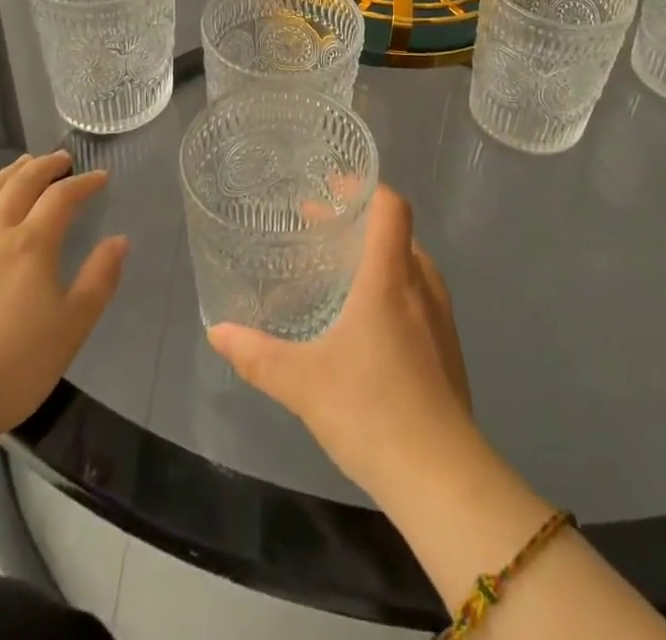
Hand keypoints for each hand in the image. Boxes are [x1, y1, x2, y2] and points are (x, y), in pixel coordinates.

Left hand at [0, 151, 126, 439]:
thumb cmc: (14, 367)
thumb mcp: (72, 327)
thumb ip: (99, 279)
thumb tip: (119, 240)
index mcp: (32, 245)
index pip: (62, 197)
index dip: (83, 183)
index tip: (100, 178)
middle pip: (20, 185)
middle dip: (44, 167)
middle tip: (60, 159)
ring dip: (5, 176)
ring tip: (20, 166)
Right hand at [208, 187, 475, 499]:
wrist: (442, 477)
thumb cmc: (372, 411)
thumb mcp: (303, 382)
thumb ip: (257, 355)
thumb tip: (217, 331)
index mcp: (390, 277)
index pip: (391, 207)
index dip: (365, 188)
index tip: (332, 188)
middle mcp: (421, 285)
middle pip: (397, 232)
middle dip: (361, 224)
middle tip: (322, 232)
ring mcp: (441, 317)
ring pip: (411, 265)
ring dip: (379, 257)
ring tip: (342, 273)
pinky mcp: (448, 348)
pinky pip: (421, 296)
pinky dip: (394, 288)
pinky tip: (369, 323)